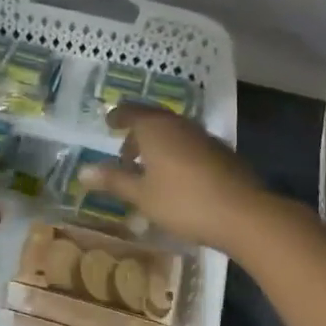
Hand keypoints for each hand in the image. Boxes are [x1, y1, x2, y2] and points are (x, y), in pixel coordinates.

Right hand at [83, 104, 278, 254]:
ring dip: (157, 143)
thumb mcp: (142, 195)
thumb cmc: (183, 201)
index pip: (130, 112)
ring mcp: (203, 136)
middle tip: (125, 153)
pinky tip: (176, 176)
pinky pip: (189, 143)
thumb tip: (82, 172)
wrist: (242, 212)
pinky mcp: (220, 151)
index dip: (117, 117)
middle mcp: (178, 124)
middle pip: (153, 119)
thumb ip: (113, 180)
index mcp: (155, 128)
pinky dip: (176, 152)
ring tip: (148, 168)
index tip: (108, 124)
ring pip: (173, 131)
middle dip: (137, 133)